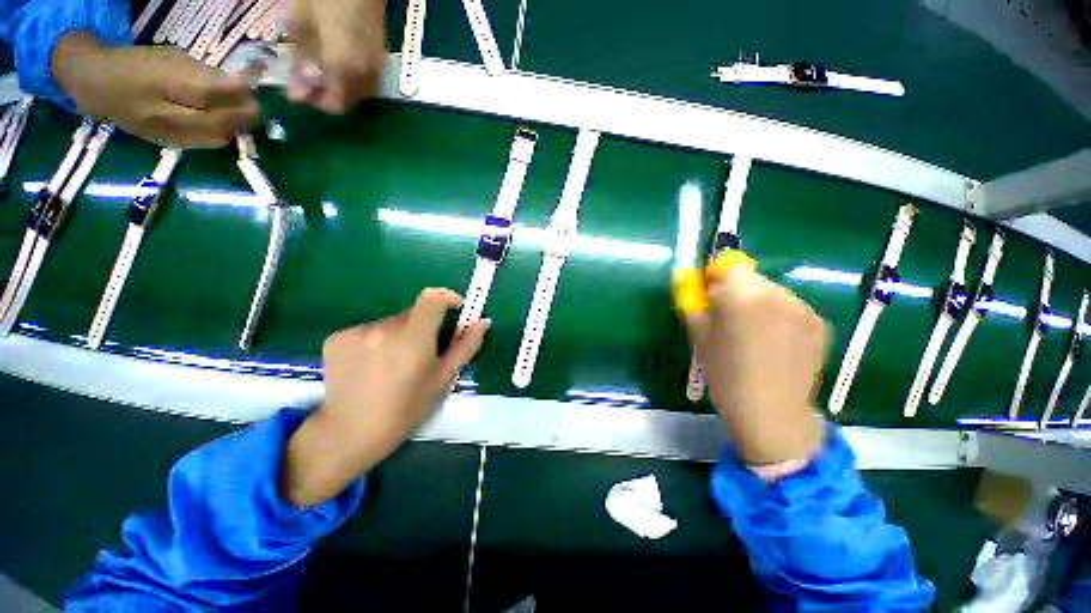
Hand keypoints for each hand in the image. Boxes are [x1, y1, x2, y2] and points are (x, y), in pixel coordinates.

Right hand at [53, 33, 259, 147]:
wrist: (98, 86)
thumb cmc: (139, 64)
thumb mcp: (171, 59)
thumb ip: (204, 74)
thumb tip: (241, 87)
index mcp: (158, 82)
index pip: (204, 93)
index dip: (233, 93)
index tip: (252, 89)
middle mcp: (159, 112)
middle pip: (212, 121)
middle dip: (242, 117)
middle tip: (258, 109)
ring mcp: (162, 132)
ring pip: (210, 138)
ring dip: (235, 129)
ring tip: (247, 118)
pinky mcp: (164, 145)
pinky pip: (200, 144)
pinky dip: (220, 136)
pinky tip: (229, 128)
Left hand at [284, 288, 488, 506]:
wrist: (351, 433)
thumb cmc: (406, 408)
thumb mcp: (443, 378)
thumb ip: (466, 346)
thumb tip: (484, 322)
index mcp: (413, 337)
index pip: (432, 298)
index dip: (446, 297)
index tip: (454, 308)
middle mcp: (383, 328)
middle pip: (412, 313)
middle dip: (422, 327)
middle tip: (420, 355)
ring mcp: (356, 331)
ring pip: (389, 323)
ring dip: (398, 335)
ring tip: (392, 365)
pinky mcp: (336, 338)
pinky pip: (367, 330)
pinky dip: (375, 342)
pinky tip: (370, 367)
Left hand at [287, 0, 385, 112]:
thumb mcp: (300, 24)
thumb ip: (301, 62)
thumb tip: (299, 92)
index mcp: (343, 70)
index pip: (334, 106)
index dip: (315, 102)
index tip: (298, 91)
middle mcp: (364, 77)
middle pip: (348, 102)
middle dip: (327, 95)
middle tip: (306, 79)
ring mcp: (376, 70)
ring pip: (358, 94)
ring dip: (339, 88)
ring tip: (321, 69)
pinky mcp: (380, 61)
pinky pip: (366, 82)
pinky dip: (350, 80)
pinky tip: (338, 63)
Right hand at [684, 265, 827, 464]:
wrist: (770, 412)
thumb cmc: (725, 374)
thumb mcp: (698, 336)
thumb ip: (693, 303)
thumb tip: (688, 281)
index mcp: (742, 296)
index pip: (728, 266)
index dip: (716, 277)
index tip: (709, 293)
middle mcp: (777, 294)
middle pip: (751, 278)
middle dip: (736, 290)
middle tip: (727, 317)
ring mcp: (802, 308)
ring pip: (771, 292)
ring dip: (758, 302)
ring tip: (752, 333)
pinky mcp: (819, 323)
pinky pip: (791, 307)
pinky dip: (778, 315)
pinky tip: (774, 342)